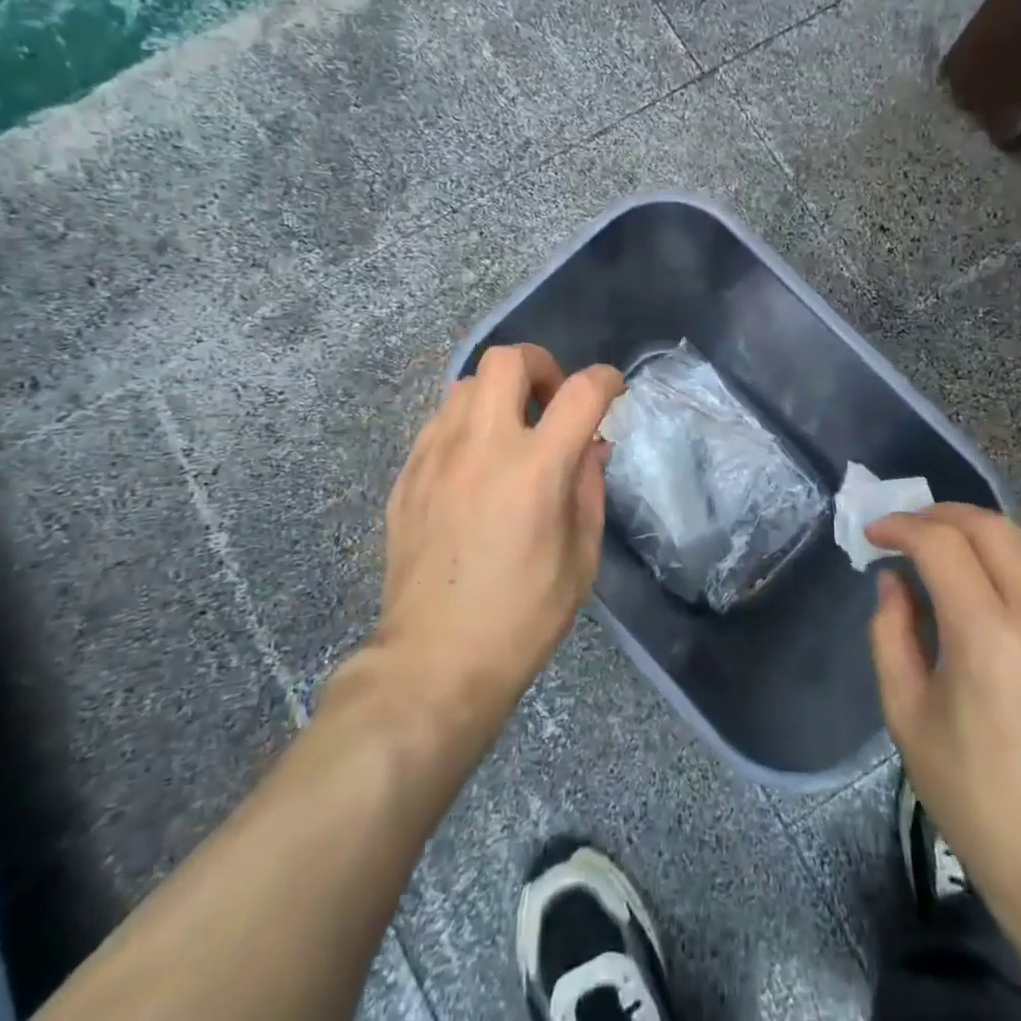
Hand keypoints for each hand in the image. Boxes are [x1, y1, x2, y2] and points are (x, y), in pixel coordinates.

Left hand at [377, 344, 622, 717]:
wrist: (433, 661)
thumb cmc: (522, 617)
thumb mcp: (581, 558)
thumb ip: (587, 487)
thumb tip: (590, 445)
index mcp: (535, 469)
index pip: (580, 392)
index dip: (606, 380)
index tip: (613, 390)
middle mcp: (482, 447)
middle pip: (507, 360)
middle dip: (540, 365)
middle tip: (551, 401)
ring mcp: (436, 456)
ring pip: (465, 384)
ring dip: (498, 394)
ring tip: (510, 432)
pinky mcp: (407, 475)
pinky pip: (438, 422)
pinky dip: (466, 424)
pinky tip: (474, 464)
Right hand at [867, 504, 1020, 919]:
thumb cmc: (974, 794)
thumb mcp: (906, 714)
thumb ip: (890, 633)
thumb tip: (894, 582)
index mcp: (987, 635)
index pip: (941, 542)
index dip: (900, 526)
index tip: (873, 534)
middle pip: (992, 526)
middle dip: (941, 514)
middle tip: (908, 530)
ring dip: (980, 536)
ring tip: (946, 555)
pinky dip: (1014, 568)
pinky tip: (992, 597)